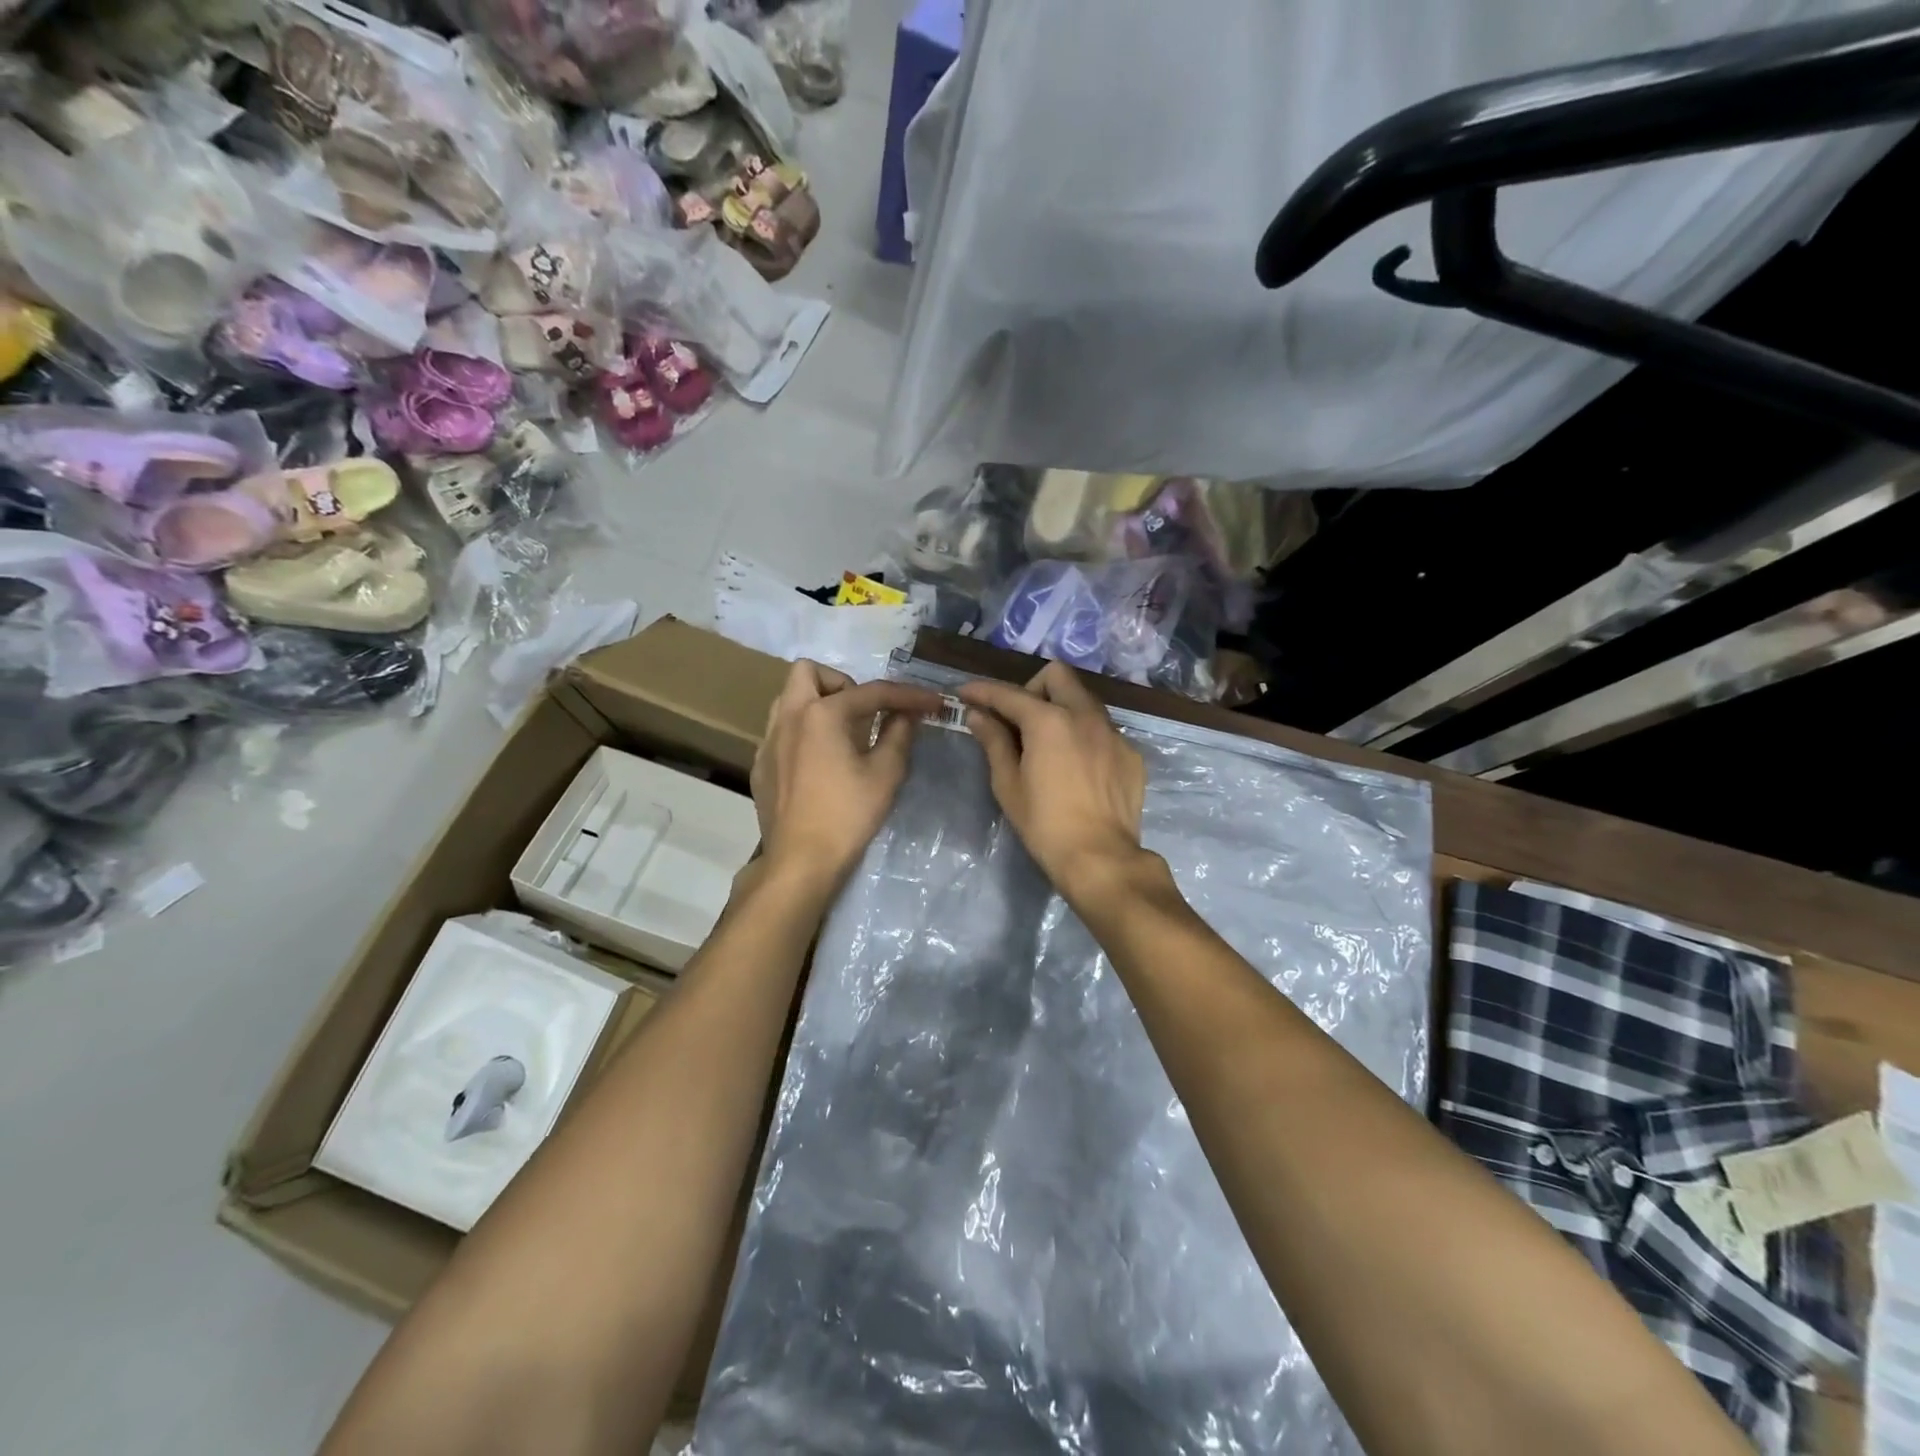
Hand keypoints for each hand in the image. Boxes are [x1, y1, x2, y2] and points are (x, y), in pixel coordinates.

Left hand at [750, 661, 942, 896]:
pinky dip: (804, 733)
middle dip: (842, 683)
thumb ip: (900, 734)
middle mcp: (788, 717)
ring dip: (818, 704)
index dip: (907, 695)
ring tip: (844, 734)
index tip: (932, 703)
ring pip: (789, 700)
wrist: (801, 862)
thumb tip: (908, 714)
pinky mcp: (761, 766)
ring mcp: (768, 741)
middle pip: (809, 672)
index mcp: (821, 714)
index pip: (871, 692)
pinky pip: (782, 731)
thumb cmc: (848, 815)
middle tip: (865, 713)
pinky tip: (821, 764)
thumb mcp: (886, 774)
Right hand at [960, 662, 1149, 902]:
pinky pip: (1104, 729)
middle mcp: (1085, 715)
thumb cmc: (1044, 824)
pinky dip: (1085, 736)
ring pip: (1084, 700)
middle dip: (1032, 688)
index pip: (1009, 694)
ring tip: (1049, 743)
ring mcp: (1114, 733)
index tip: (965, 693)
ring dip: (1062, 708)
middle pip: (1057, 675)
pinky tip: (1078, 767)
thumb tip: (978, 715)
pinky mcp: (1131, 753)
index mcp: (1049, 721)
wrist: (1100, 857)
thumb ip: (994, 742)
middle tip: (1019, 719)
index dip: (982, 691)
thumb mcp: (1008, 784)